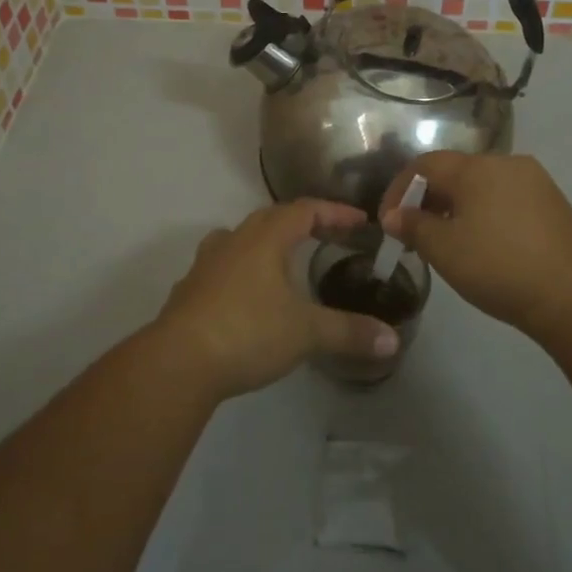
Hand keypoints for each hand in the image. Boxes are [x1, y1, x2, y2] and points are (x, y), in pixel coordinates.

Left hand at [154, 199, 400, 399]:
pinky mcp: (189, 289)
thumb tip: (392, 340)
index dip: (335, 212)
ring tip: (286, 258)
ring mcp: (207, 263)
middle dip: (303, 222)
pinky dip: (243, 268)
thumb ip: (350, 332)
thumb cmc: (247, 332)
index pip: (305, 210)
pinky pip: (223, 265)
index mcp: (265, 238)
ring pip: (241, 238)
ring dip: (267, 241)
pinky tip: (249, 294)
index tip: (360, 220)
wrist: (178, 362)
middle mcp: (234, 240)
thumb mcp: (306, 333)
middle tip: (329, 236)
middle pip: (271, 217)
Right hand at [378, 152, 571, 341]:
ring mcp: (534, 182)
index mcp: (476, 167)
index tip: (388, 222)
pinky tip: (483, 245)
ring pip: (481, 186)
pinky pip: (505, 199)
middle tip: (414, 234)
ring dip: (455, 208)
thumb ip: (413, 226)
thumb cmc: (499, 267)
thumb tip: (393, 215)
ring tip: (446, 242)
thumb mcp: (444, 249)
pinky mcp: (553, 204)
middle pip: (454, 172)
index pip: (425, 164)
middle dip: (427, 199)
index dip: (399, 189)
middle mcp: (506, 163)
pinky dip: (483, 214)